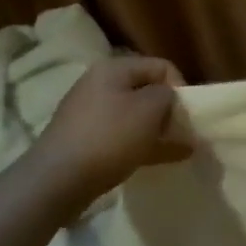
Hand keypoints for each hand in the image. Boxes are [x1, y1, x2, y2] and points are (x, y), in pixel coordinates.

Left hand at [34, 56, 194, 208]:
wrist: (58, 179)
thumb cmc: (109, 137)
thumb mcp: (150, 109)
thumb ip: (167, 97)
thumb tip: (168, 100)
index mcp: (114, 69)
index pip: (161, 66)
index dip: (181, 87)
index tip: (188, 115)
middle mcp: (100, 85)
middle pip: (147, 91)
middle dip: (169, 112)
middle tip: (184, 134)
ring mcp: (90, 114)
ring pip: (136, 117)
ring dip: (159, 131)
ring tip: (179, 150)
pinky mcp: (86, 140)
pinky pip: (123, 137)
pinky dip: (143, 145)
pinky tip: (161, 160)